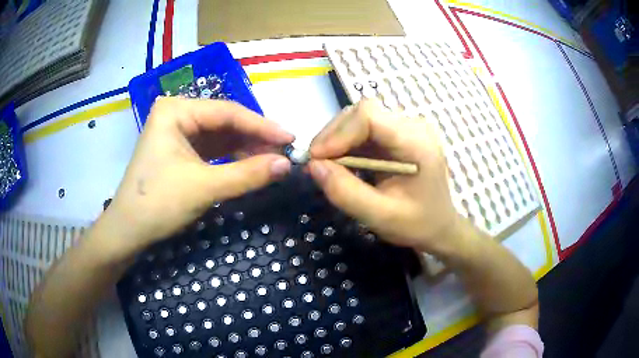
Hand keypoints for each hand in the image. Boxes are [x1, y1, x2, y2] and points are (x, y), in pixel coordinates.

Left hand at [102, 97, 293, 256]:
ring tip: (272, 160)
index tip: (291, 138)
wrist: (128, 231)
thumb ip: (247, 174)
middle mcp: (177, 114)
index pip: (227, 112)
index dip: (262, 126)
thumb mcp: (204, 188)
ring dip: (246, 148)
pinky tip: (250, 164)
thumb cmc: (158, 203)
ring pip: (220, 136)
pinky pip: (212, 149)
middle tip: (284, 153)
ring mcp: (177, 131)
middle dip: (254, 138)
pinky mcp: (179, 149)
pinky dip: (232, 157)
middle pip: (224, 122)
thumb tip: (287, 164)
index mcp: (176, 110)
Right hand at [308, 99, 459, 251]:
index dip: (338, 133)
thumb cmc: (417, 224)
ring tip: (326, 165)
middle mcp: (413, 126)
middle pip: (362, 112)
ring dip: (337, 139)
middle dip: (333, 136)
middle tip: (316, 164)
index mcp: (416, 142)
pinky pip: (365, 130)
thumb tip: (313, 166)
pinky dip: (346, 144)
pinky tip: (340, 163)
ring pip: (360, 118)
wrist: (439, 226)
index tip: (317, 159)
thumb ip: (346, 192)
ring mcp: (406, 128)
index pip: (369, 116)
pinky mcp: (398, 134)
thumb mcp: (380, 216)